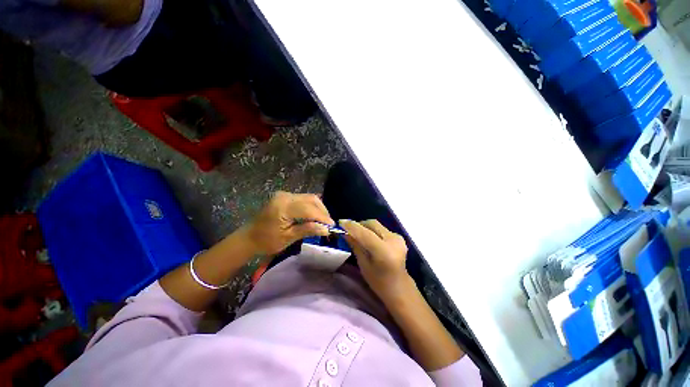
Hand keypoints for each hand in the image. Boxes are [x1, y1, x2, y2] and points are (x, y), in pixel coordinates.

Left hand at [247, 191, 333, 255]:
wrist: (249, 237)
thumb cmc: (267, 241)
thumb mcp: (288, 238)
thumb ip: (308, 230)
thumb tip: (326, 229)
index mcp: (283, 207)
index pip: (309, 209)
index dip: (322, 217)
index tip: (332, 226)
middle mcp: (284, 196)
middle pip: (311, 199)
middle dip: (322, 211)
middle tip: (329, 224)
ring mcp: (284, 194)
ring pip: (309, 198)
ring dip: (319, 208)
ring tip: (324, 220)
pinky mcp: (285, 196)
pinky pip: (304, 199)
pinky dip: (312, 207)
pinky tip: (315, 216)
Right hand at [339, 219, 410, 300]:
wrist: (399, 287)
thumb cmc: (378, 281)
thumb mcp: (363, 264)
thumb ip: (356, 246)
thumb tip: (345, 233)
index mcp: (383, 251)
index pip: (365, 233)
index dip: (352, 226)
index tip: (340, 222)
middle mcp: (393, 240)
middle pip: (372, 224)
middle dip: (358, 224)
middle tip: (348, 229)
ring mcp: (397, 237)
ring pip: (376, 224)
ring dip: (365, 226)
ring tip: (357, 233)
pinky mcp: (399, 236)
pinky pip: (381, 228)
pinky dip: (372, 230)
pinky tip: (368, 237)